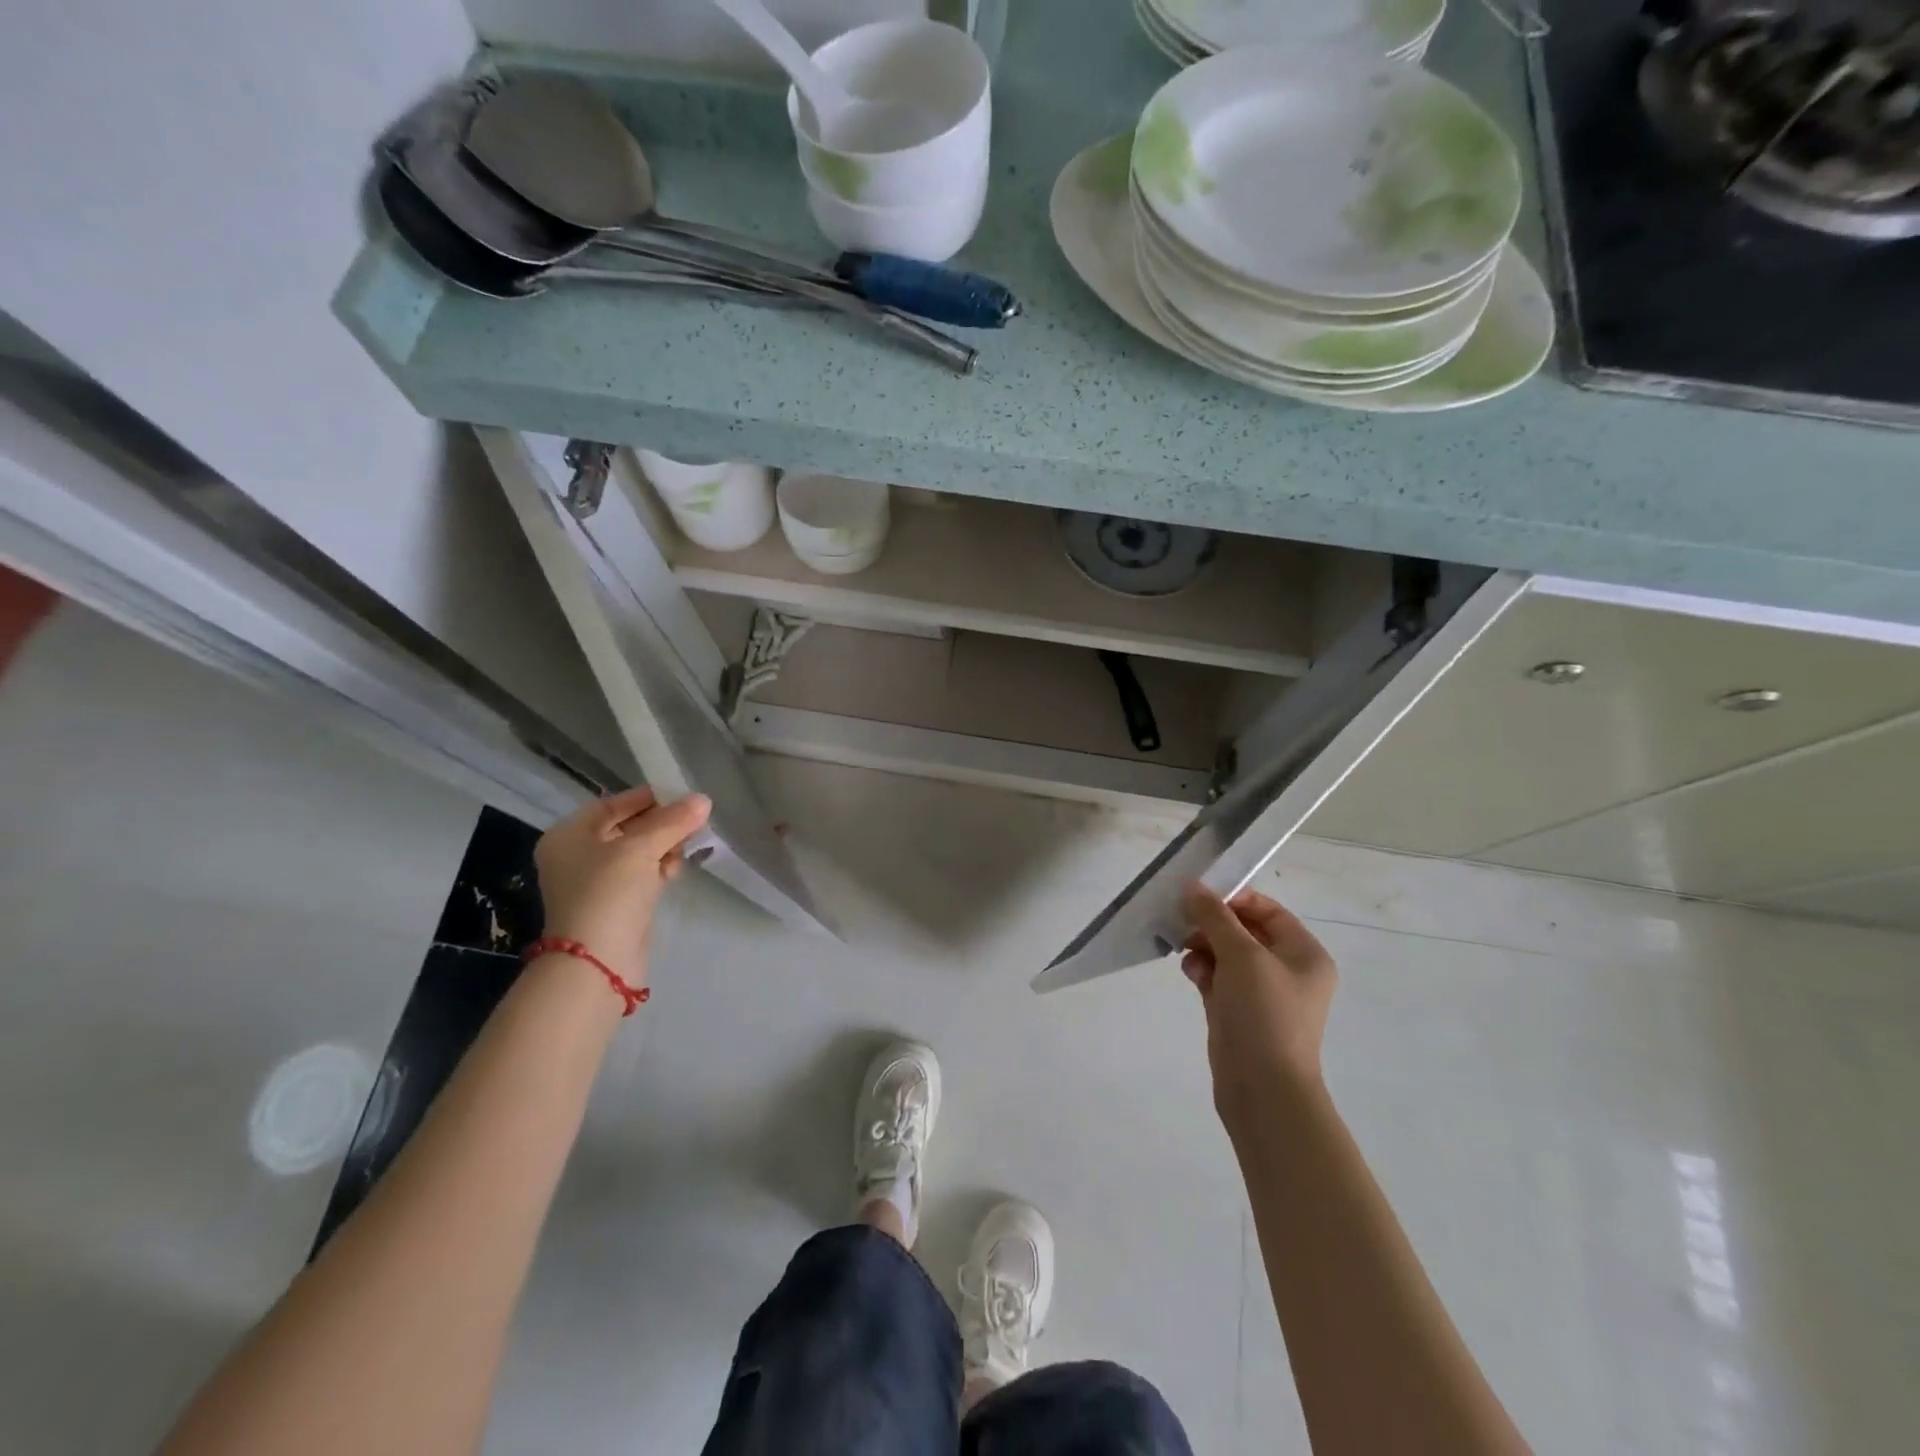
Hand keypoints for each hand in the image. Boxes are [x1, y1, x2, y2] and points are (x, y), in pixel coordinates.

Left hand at [533, 788, 710, 986]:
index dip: (646, 798)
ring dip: (665, 846)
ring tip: (688, 846)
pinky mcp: (616, 904)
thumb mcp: (641, 849)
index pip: (611, 805)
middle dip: (661, 824)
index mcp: (568, 836)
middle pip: (626, 828)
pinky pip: (641, 875)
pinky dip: (659, 868)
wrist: (598, 962)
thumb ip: (673, 821)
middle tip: (693, 819)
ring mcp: (596, 882)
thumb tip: (703, 799)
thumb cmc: (609, 893)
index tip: (680, 795)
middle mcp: (577, 856)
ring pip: (638, 852)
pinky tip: (676, 869)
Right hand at [1180, 883, 1337, 1129]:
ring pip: (1227, 955)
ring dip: (1203, 947)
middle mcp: (1288, 971)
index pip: (1268, 911)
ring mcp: (1263, 994)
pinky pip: (1218, 979)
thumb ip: (1215, 917)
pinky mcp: (1239, 1013)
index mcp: (1304, 954)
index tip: (1199, 898)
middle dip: (1212, 925)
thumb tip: (1193, 888)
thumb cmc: (1264, 1014)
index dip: (1234, 900)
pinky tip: (1190, 974)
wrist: (1263, 1089)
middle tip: (1183, 923)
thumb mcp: (1241, 955)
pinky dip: (1203, 971)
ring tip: (1184, 952)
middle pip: (1244, 931)